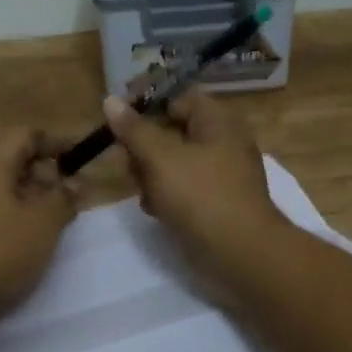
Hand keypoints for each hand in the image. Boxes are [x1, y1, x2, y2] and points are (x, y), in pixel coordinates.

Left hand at [0, 128, 77, 324]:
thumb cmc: (0, 252)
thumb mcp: (44, 224)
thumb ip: (64, 197)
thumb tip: (75, 183)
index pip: (26, 135)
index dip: (56, 143)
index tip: (80, 159)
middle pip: (11, 158)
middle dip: (44, 172)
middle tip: (70, 194)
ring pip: (0, 184)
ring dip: (30, 194)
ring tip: (54, 217)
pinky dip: (12, 210)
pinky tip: (27, 235)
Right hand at [103, 90, 292, 282]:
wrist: (241, 252)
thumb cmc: (200, 196)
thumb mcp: (160, 158)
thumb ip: (133, 129)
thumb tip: (110, 100)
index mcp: (217, 120)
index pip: (177, 99)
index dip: (146, 108)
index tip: (119, 126)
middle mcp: (224, 141)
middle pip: (173, 132)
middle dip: (145, 149)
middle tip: (129, 167)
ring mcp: (223, 174)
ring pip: (175, 163)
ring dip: (152, 175)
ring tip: (143, 193)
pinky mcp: (219, 202)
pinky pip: (186, 188)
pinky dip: (169, 196)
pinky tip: (157, 211)